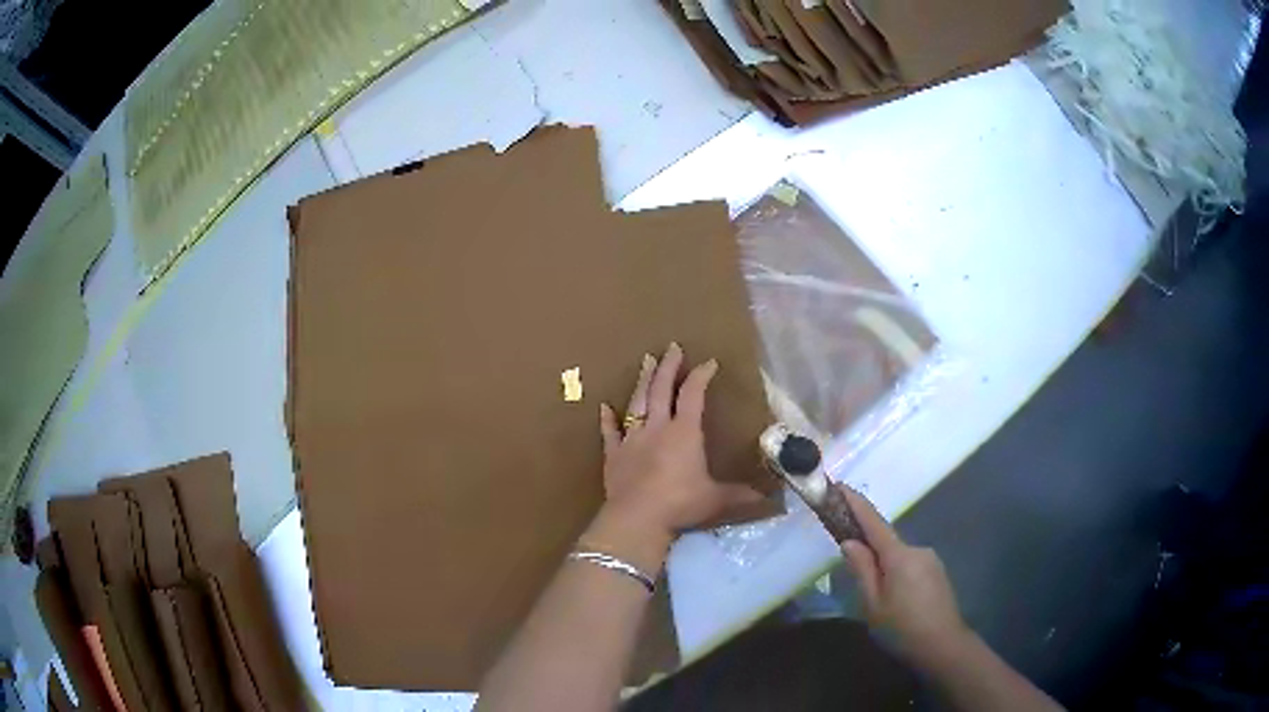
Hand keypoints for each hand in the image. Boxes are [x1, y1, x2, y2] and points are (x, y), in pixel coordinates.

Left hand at [597, 343, 763, 538]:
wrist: (637, 518)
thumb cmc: (680, 504)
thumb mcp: (717, 499)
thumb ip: (741, 495)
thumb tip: (771, 499)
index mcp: (684, 433)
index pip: (693, 395)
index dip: (701, 376)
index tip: (709, 362)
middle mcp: (657, 428)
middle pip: (662, 390)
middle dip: (668, 367)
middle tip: (671, 347)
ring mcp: (632, 439)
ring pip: (636, 403)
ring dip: (643, 382)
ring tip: (646, 362)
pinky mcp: (613, 455)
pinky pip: (610, 432)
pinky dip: (607, 419)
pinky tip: (604, 406)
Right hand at [840, 485, 970, 661]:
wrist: (944, 645)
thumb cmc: (902, 628)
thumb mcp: (873, 605)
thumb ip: (862, 570)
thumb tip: (850, 542)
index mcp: (899, 556)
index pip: (874, 522)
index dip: (856, 503)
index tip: (839, 485)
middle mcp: (917, 549)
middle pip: (886, 541)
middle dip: (868, 549)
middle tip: (852, 573)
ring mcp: (931, 560)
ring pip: (898, 556)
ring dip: (884, 567)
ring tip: (877, 598)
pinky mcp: (937, 572)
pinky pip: (910, 565)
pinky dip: (897, 574)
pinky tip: (895, 600)